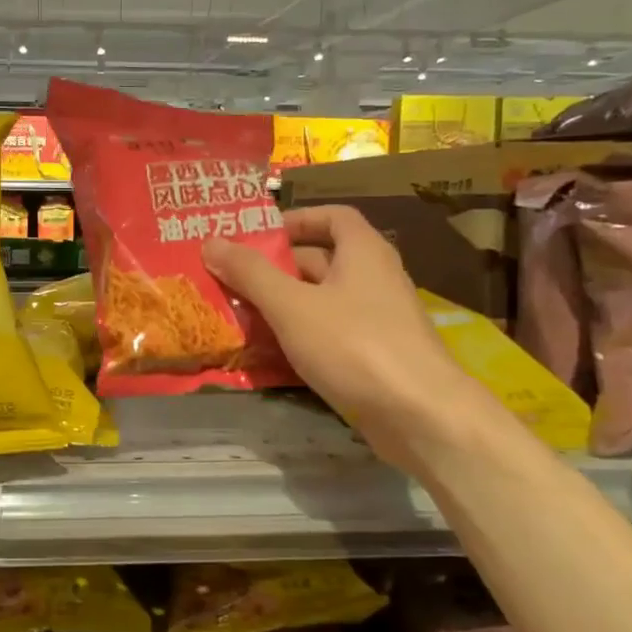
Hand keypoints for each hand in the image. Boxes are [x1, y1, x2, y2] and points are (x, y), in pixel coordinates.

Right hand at [203, 206, 489, 457]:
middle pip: (322, 260)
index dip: (296, 219)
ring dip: (283, 306)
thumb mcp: (292, 306)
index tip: (258, 236)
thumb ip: (251, 274)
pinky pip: (331, 335)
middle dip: (277, 268)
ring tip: (239, 316)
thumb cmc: (354, 345)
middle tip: (232, 280)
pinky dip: (301, 337)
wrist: (420, 414)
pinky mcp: (376, 356)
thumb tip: (212, 242)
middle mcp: (375, 278)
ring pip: (322, 302)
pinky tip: (269, 354)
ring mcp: (378, 320)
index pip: (333, 217)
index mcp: (363, 252)